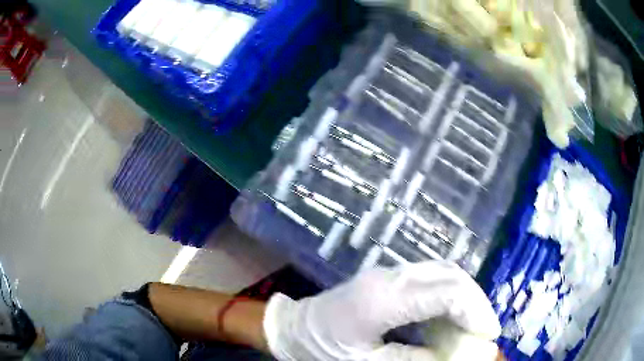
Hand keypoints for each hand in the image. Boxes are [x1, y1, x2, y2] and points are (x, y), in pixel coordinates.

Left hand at [263, 261, 500, 360]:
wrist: (291, 329)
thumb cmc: (321, 351)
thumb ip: (415, 360)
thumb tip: (456, 355)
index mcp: (382, 299)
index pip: (447, 292)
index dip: (476, 311)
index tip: (490, 335)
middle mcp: (389, 277)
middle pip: (450, 276)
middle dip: (476, 302)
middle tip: (486, 332)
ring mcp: (387, 273)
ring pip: (443, 273)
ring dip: (465, 298)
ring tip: (474, 326)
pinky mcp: (387, 279)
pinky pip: (430, 280)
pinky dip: (449, 297)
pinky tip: (452, 318)